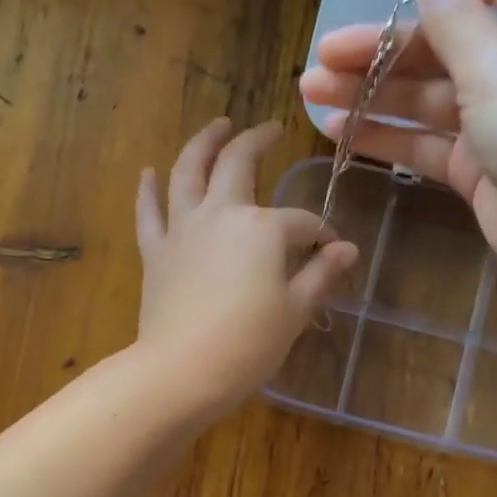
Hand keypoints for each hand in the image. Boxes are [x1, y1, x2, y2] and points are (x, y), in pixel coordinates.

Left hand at [134, 118, 358, 417]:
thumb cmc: (249, 344)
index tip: (332, 250)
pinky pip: (149, 211)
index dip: (321, 234)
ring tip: (217, 125)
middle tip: (270, 129)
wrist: (183, 371)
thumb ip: (321, 274)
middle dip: (258, 141)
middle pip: (239, 164)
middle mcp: (221, 214)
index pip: (301, 223)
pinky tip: (150, 172)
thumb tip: (348, 249)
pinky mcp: (156, 252)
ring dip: (204, 143)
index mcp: (263, 228)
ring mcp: (183, 229)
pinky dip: (149, 189)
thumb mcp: (295, 311)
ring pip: (189, 171)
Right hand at [299, 0, 496, 314]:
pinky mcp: (475, 167)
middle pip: (441, 44)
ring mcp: (494, 120)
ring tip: (312, 94)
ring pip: (424, 97)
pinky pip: (423, 143)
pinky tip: (340, 132)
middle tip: (322, 58)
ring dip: (371, 94)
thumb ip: (454, 20)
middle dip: (381, 49)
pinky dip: (385, 138)